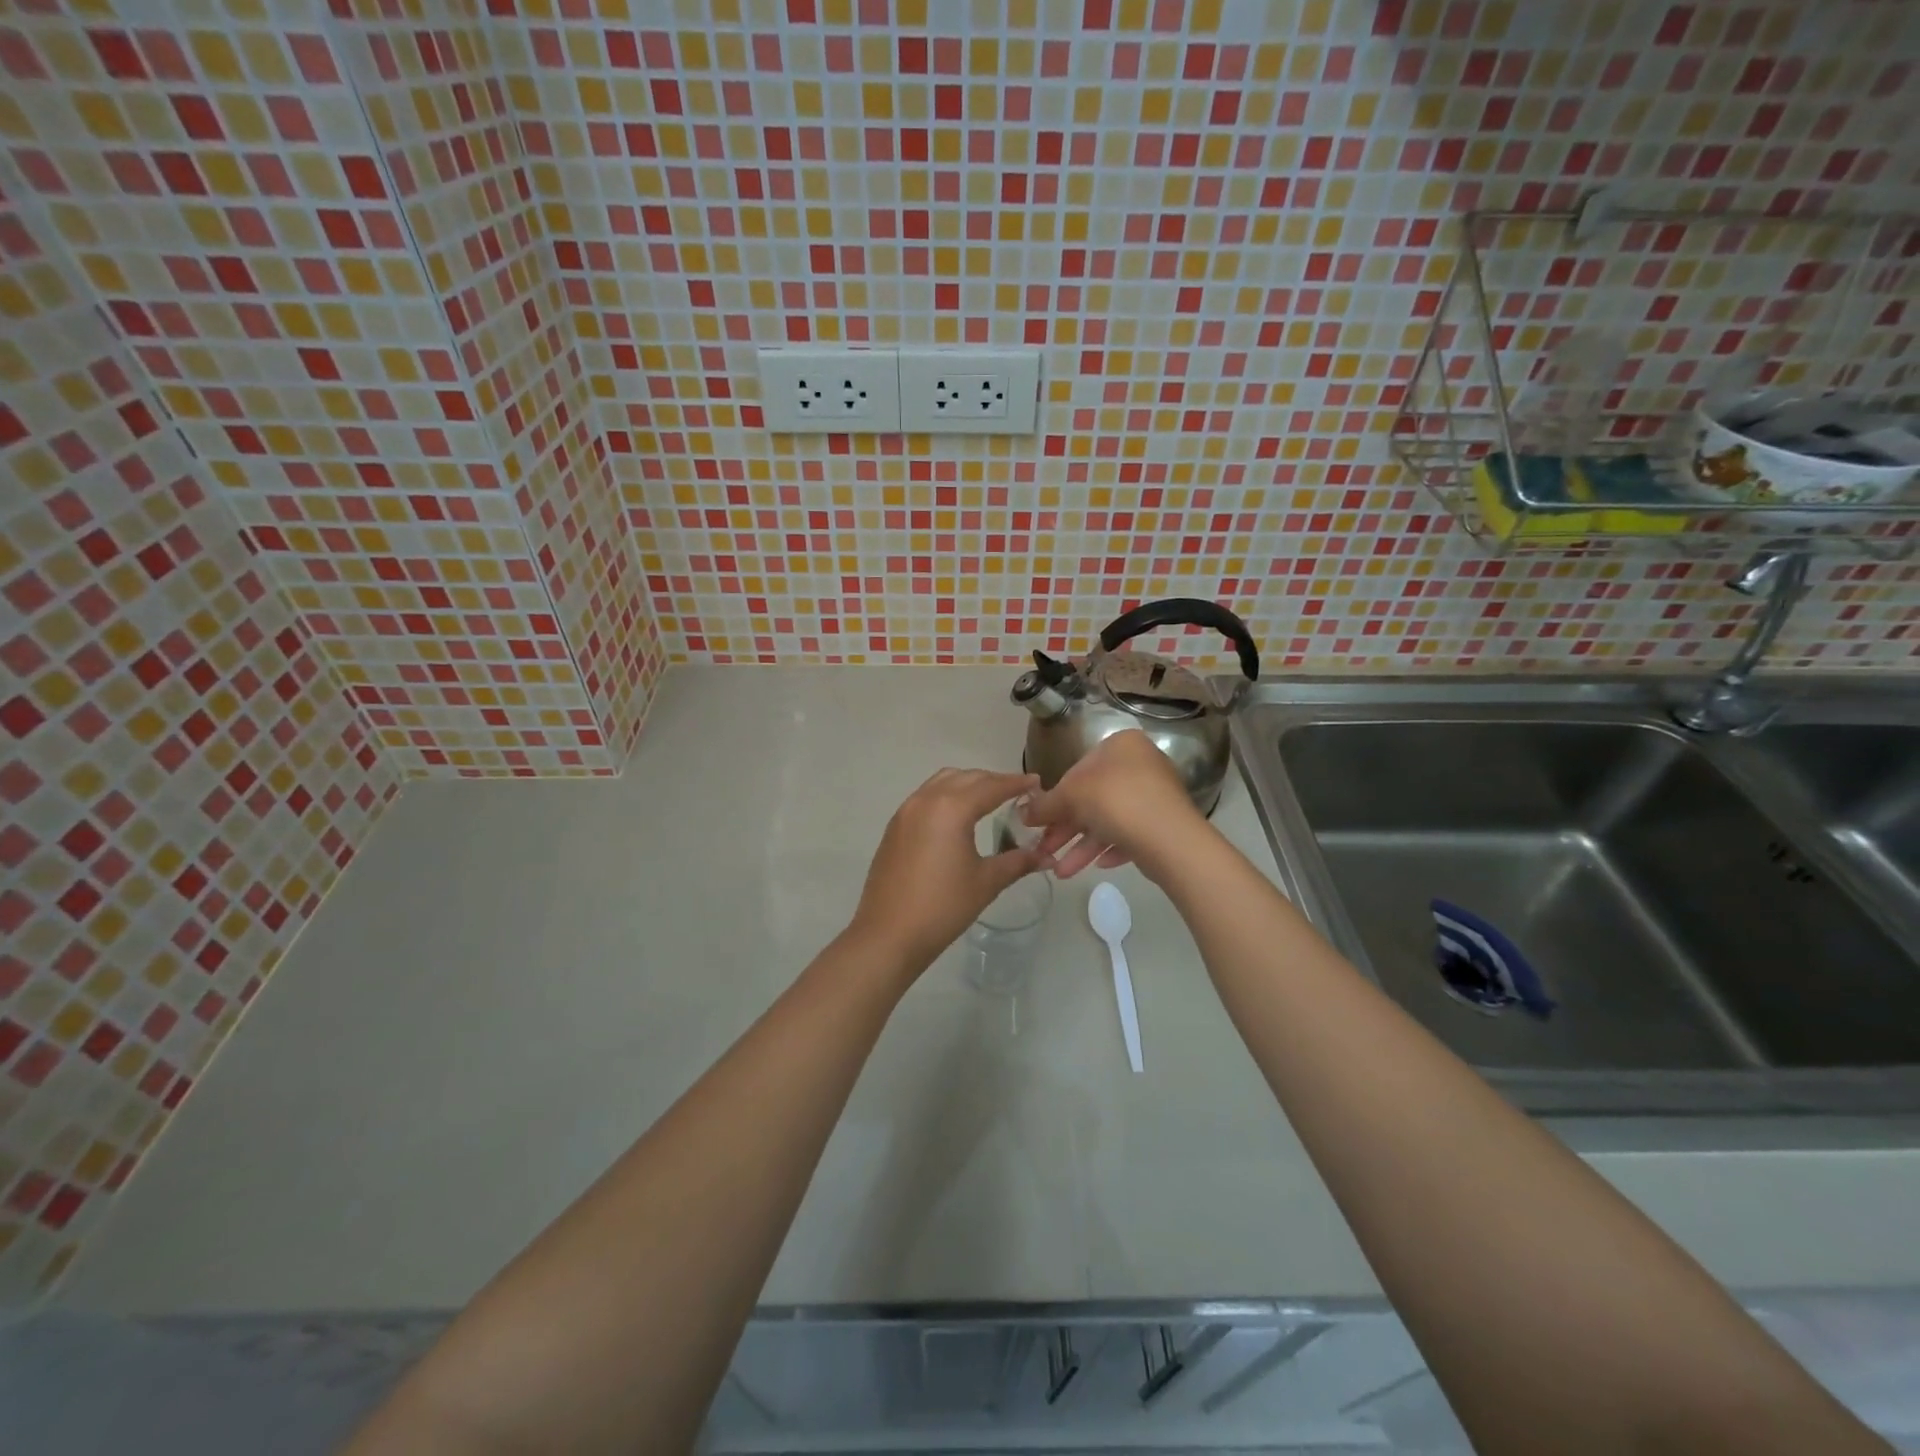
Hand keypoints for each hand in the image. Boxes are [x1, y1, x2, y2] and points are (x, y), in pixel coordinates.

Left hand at [848, 769, 1047, 976]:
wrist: (888, 934)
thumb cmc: (943, 907)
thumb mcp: (986, 882)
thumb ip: (1018, 861)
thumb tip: (1047, 856)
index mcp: (952, 808)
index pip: (992, 787)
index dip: (1016, 783)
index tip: (1036, 782)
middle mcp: (926, 800)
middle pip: (967, 778)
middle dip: (993, 780)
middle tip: (1017, 792)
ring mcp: (906, 811)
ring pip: (942, 781)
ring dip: (968, 783)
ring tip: (989, 799)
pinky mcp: (894, 826)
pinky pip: (925, 796)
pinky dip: (947, 795)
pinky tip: (958, 816)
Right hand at [1022, 730, 1202, 878]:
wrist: (1169, 838)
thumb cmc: (1115, 801)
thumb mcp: (1070, 796)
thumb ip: (1045, 804)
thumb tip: (1023, 813)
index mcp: (1121, 745)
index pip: (1077, 769)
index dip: (1055, 798)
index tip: (1039, 822)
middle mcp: (1141, 764)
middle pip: (1092, 798)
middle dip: (1066, 829)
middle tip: (1045, 850)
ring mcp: (1155, 795)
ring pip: (1108, 820)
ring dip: (1082, 847)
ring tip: (1060, 872)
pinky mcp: (1163, 823)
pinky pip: (1129, 834)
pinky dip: (1109, 849)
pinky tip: (1097, 867)